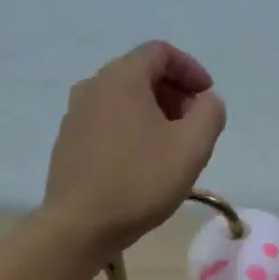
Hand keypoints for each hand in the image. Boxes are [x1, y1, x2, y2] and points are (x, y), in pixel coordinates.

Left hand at [42, 41, 226, 259]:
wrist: (79, 226)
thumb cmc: (140, 181)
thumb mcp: (192, 147)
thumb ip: (210, 113)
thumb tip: (206, 101)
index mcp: (122, 78)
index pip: (160, 52)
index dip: (191, 69)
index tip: (208, 97)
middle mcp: (93, 86)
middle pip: (140, 73)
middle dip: (174, 92)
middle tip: (195, 124)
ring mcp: (75, 115)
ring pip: (123, 99)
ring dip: (153, 112)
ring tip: (172, 146)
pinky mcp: (68, 142)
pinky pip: (107, 121)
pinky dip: (131, 128)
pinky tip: (143, 163)